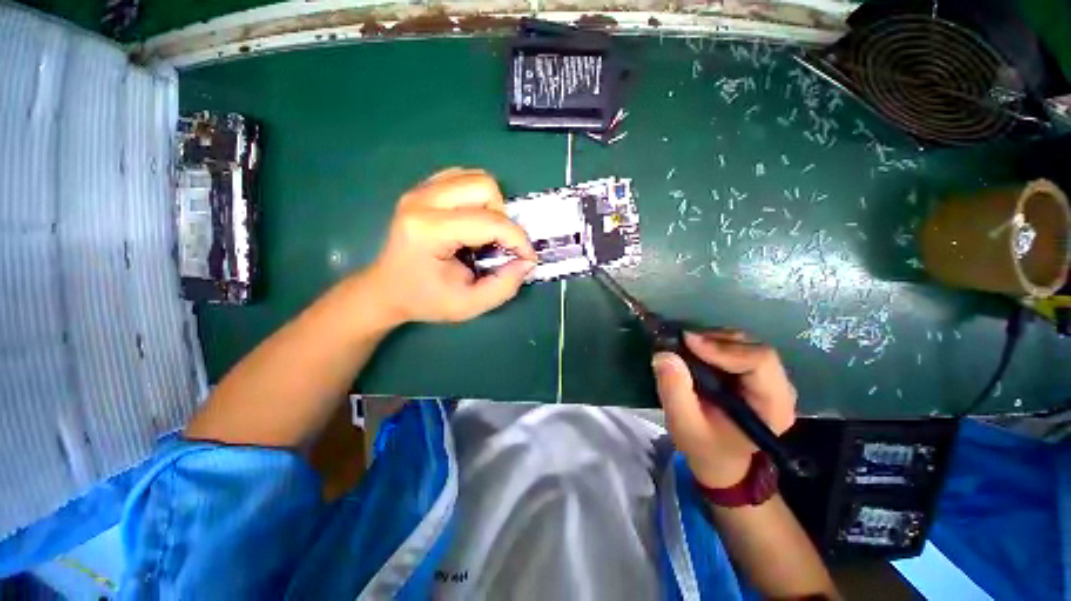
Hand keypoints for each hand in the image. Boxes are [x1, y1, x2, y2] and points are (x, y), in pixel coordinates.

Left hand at [363, 168, 535, 324]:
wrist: (387, 289)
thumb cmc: (425, 300)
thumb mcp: (469, 305)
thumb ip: (504, 286)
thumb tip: (527, 261)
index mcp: (429, 231)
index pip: (490, 222)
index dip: (518, 240)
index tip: (527, 259)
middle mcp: (422, 201)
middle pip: (485, 186)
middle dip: (502, 218)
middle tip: (496, 244)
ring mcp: (419, 190)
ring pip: (476, 177)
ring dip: (491, 206)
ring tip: (483, 234)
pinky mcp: (422, 189)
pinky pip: (463, 178)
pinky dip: (477, 198)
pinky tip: (471, 221)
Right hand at [653, 331, 796, 488]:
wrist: (720, 459)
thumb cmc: (705, 447)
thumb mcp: (683, 424)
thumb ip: (674, 391)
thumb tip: (664, 354)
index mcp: (772, 407)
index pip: (759, 362)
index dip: (724, 348)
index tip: (687, 342)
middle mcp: (780, 389)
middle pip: (755, 348)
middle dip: (716, 340)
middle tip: (683, 341)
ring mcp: (769, 379)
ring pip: (746, 344)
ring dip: (714, 339)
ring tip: (686, 344)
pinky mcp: (754, 374)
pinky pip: (738, 347)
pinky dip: (714, 343)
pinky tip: (695, 349)